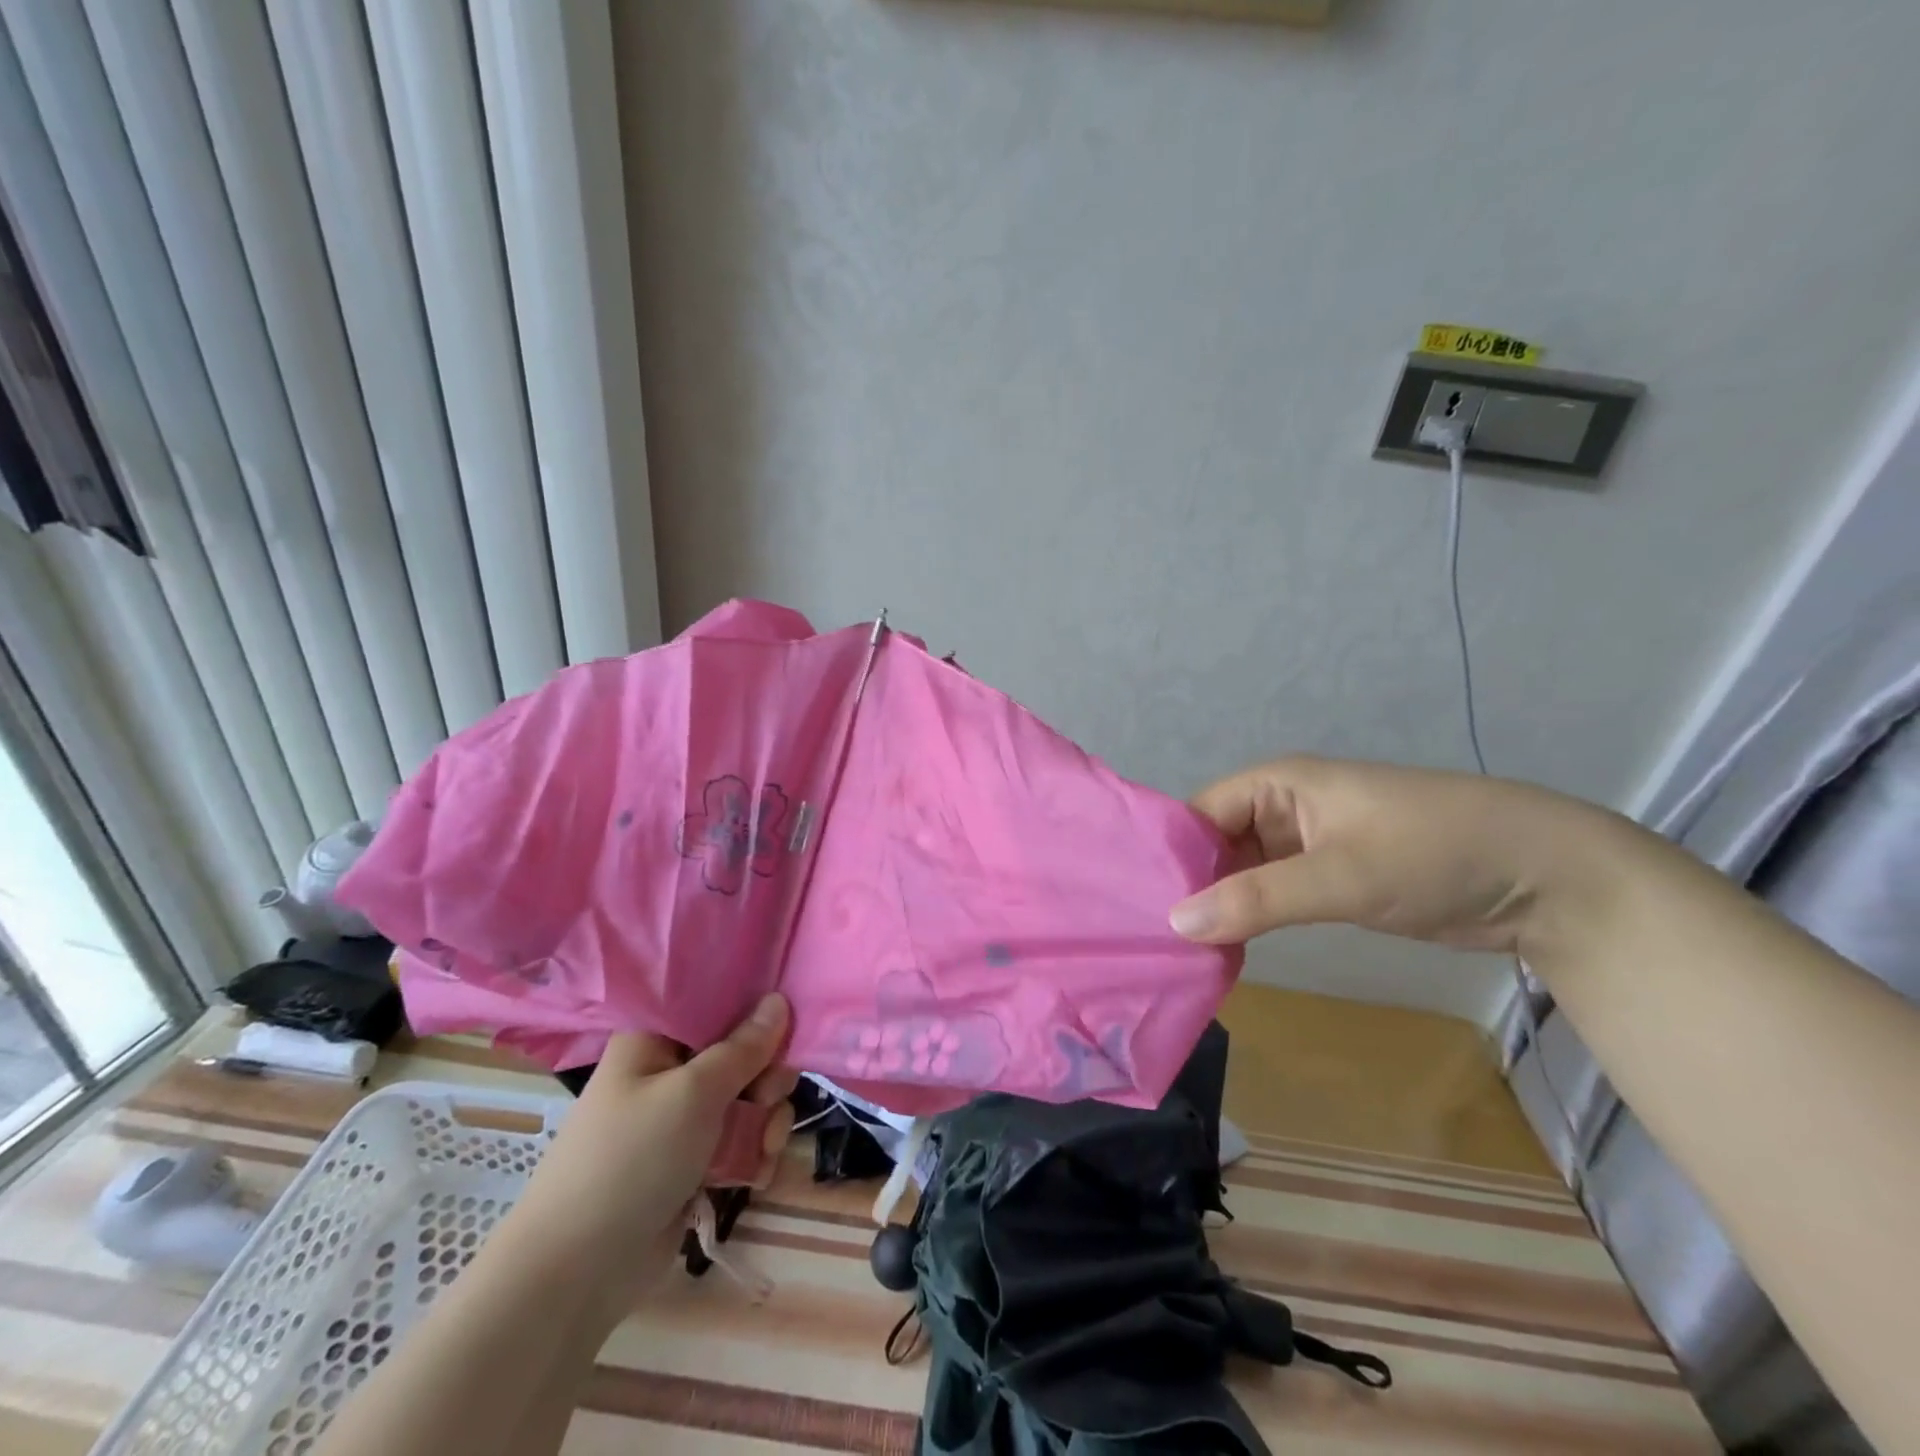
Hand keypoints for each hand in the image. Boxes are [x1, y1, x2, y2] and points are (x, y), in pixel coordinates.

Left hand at [493, 994, 797, 1325]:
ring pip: (749, 1099)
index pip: (716, 1001)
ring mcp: (682, 1118)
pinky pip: (741, 1140)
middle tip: (767, 1099)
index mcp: (656, 1037)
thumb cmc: (631, 1160)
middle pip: (742, 1052)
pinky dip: (755, 1154)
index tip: (786, 1024)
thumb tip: (779, 1000)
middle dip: (767, 1078)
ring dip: (767, 1122)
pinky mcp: (694, 1161)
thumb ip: (744, 1048)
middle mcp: (670, 1070)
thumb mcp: (693, 1093)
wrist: (575, 1275)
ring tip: (764, 1149)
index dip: (755, 1009)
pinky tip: (756, 1175)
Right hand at [1168, 756, 1606, 954]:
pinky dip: (1249, 917)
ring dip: (1217, 905)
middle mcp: (1283, 808)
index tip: (1136, 903)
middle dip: (1188, 884)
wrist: (1546, 878)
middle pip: (1214, 843)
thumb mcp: (1341, 875)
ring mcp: (1307, 844)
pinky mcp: (1329, 877)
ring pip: (1241, 872)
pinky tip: (1222, 949)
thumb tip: (1174, 922)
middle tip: (1147, 936)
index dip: (1169, 854)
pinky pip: (1271, 894)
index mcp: (1277, 784)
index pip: (1198, 814)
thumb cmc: (1434, 853)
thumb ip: (1257, 898)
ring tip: (1173, 949)